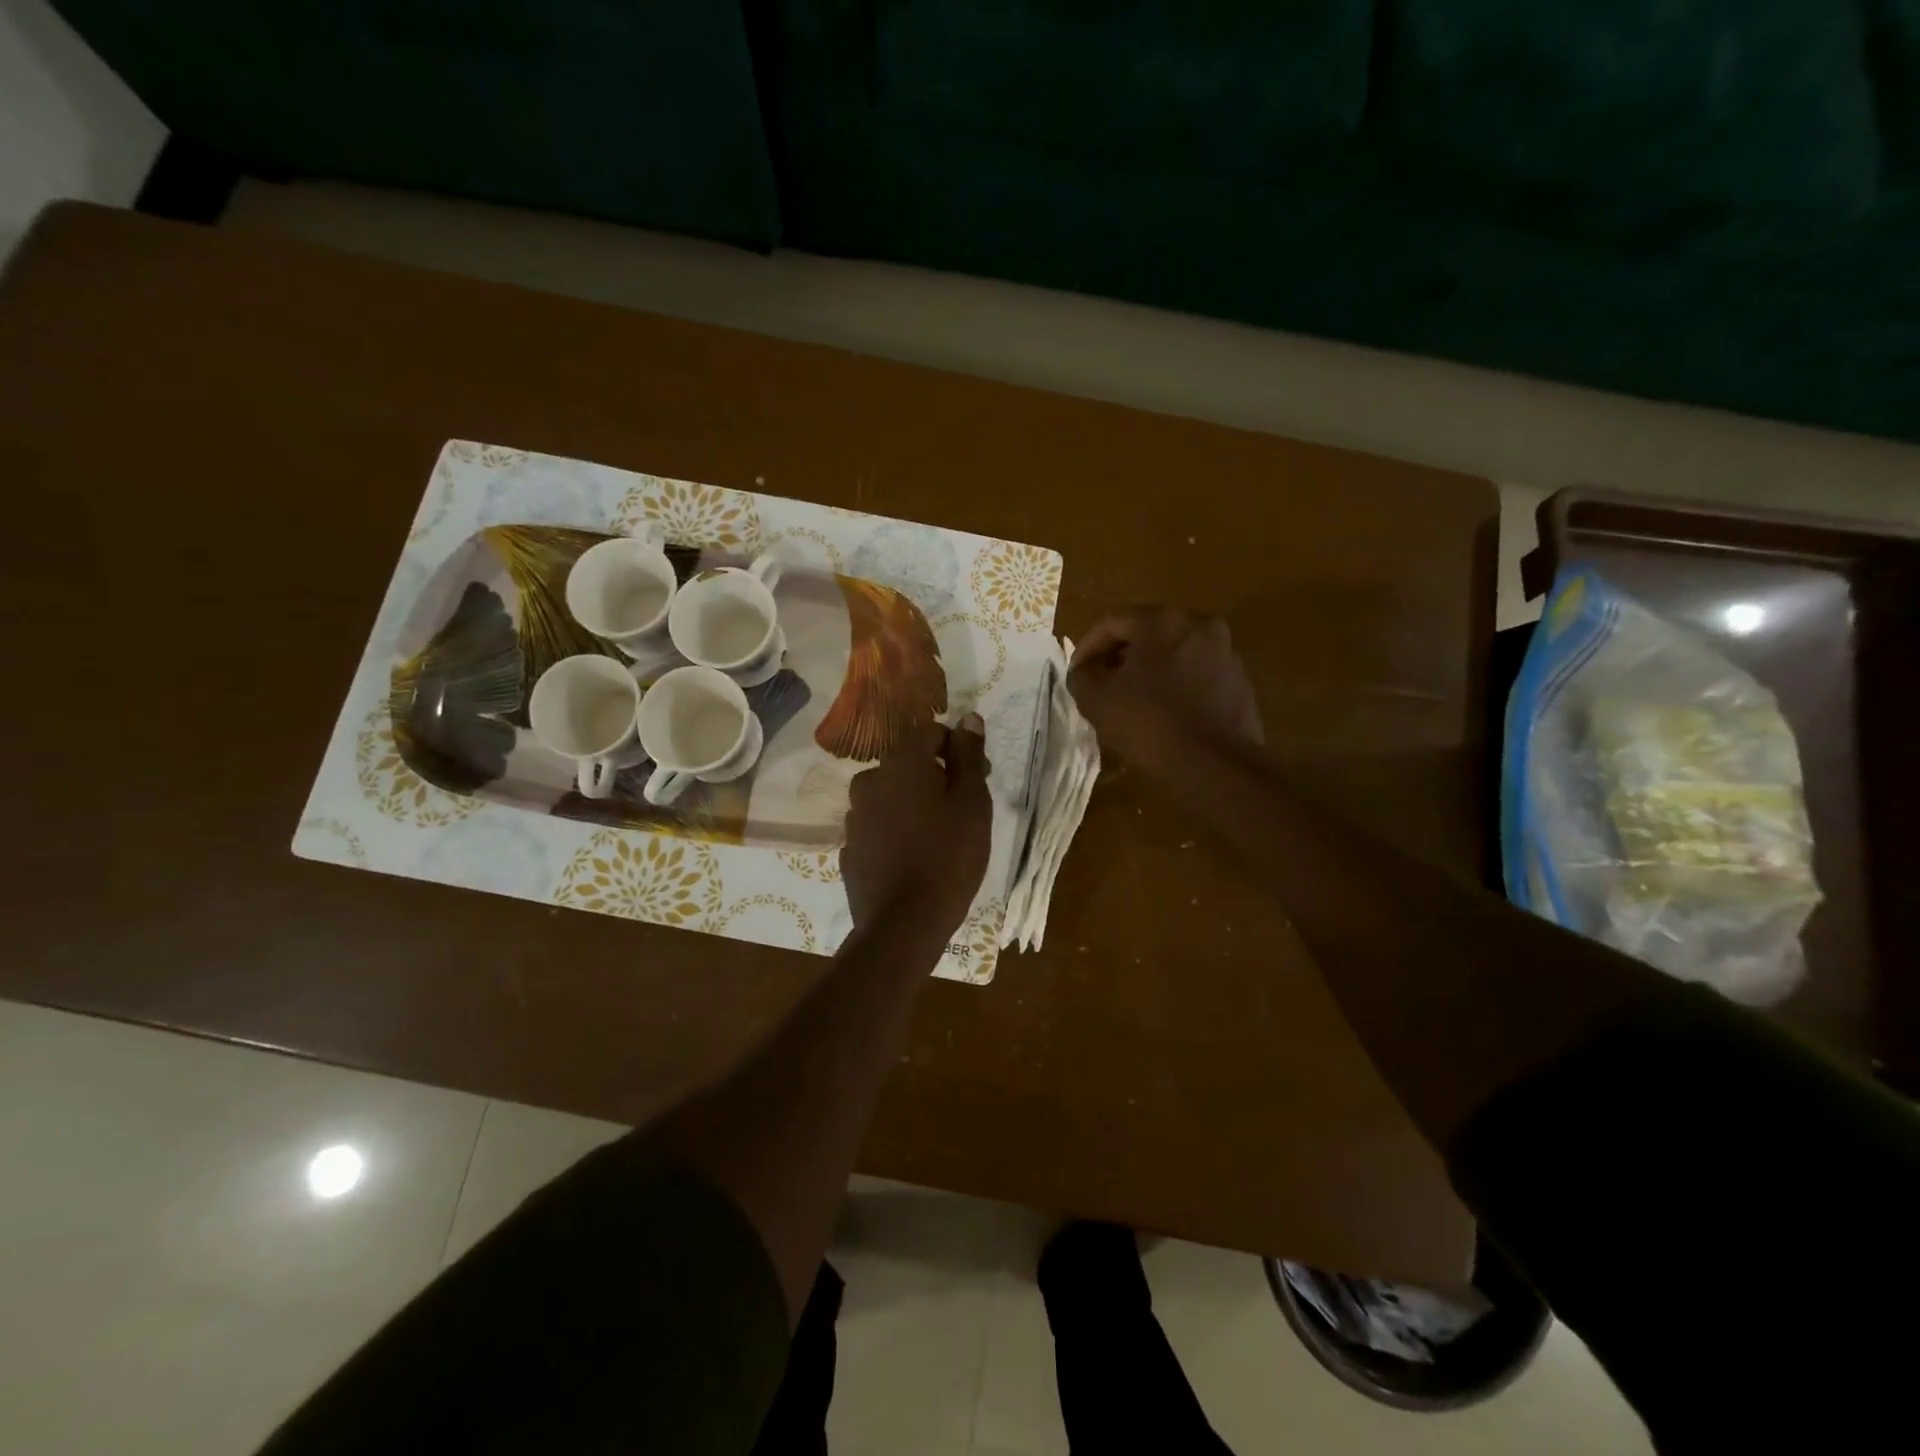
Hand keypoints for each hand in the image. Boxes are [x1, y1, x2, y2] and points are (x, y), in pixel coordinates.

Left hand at [841, 715, 992, 935]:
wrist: (904, 924)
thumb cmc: (949, 856)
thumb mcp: (972, 803)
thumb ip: (969, 755)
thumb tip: (968, 718)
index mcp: (900, 763)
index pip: (929, 732)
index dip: (957, 748)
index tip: (978, 777)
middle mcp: (869, 781)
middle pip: (908, 764)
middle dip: (936, 776)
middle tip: (963, 809)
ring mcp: (854, 817)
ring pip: (891, 795)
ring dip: (914, 804)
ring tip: (939, 836)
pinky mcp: (850, 848)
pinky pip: (879, 826)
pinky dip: (896, 830)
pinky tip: (914, 856)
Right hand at [1067, 607, 1263, 772]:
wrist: (1214, 764)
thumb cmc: (1149, 723)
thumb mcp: (1097, 700)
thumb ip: (1082, 676)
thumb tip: (1084, 671)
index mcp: (1163, 621)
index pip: (1113, 623)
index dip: (1088, 647)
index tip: (1077, 673)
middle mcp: (1200, 625)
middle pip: (1148, 633)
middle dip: (1120, 656)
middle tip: (1102, 682)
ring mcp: (1226, 652)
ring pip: (1175, 654)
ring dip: (1150, 670)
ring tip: (1132, 700)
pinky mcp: (1240, 681)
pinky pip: (1197, 675)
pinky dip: (1176, 686)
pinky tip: (1163, 713)